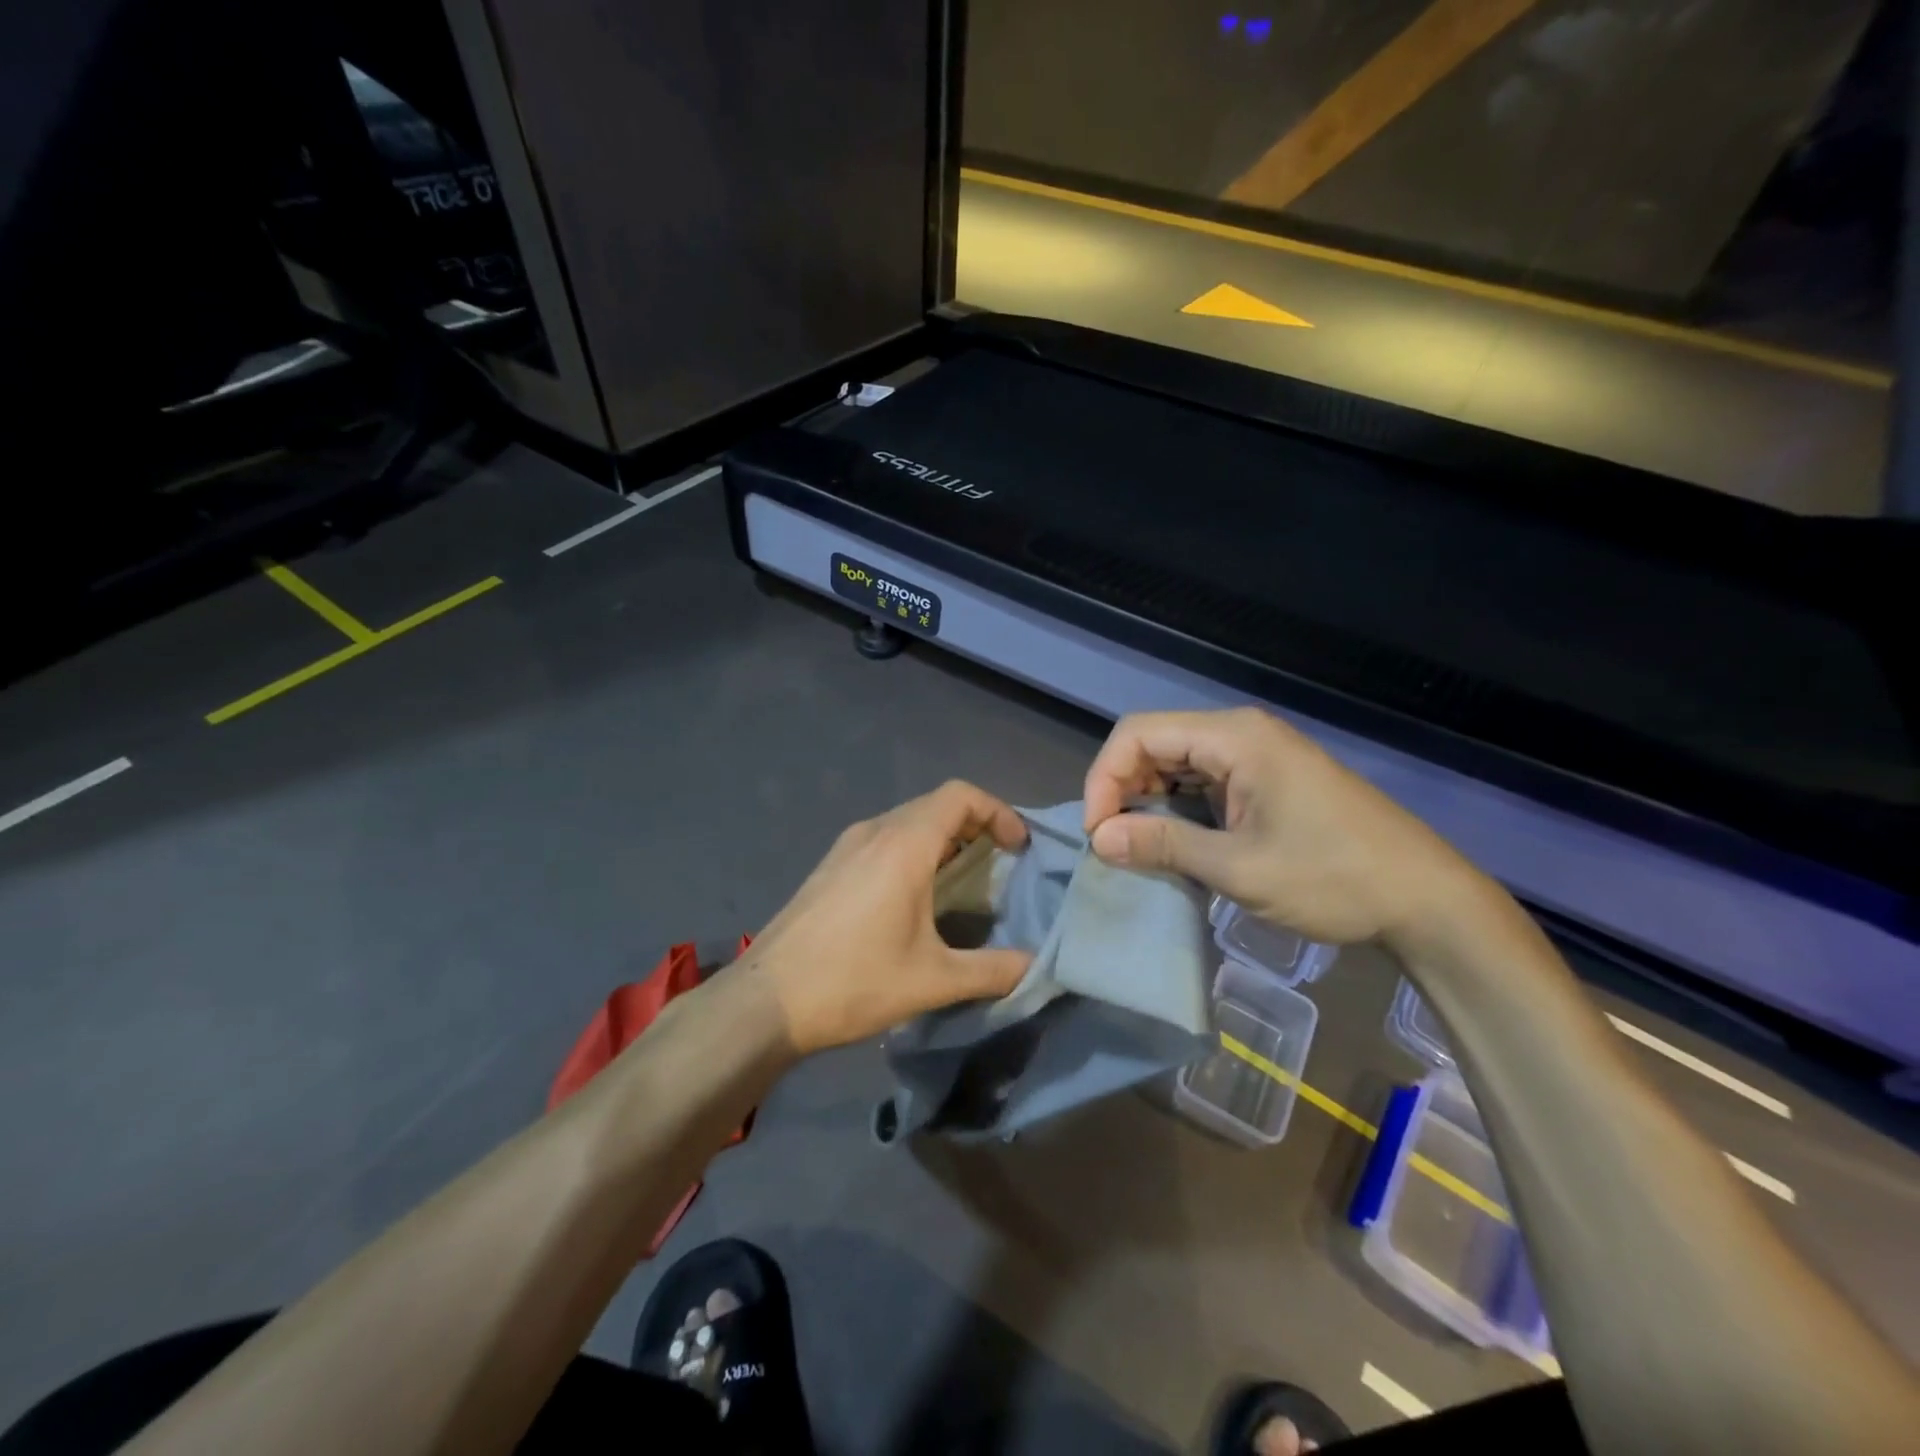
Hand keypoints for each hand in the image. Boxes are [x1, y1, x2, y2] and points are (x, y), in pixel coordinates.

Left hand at [741, 781, 1034, 1054]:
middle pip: (936, 804)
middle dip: (976, 825)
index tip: (1018, 848)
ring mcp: (846, 846)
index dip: (998, 812)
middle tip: (1002, 864)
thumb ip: (995, 970)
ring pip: (908, 820)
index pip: (961, 796)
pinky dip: (915, 849)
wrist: (764, 1001)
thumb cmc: (854, 982)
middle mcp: (874, 831)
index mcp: (903, 844)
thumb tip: (1039, 966)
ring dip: (944, 837)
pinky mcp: (830, 865)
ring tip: (966, 880)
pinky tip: (917, 895)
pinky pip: (884, 838)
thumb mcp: (933, 981)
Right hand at [1082, 708, 1480, 946]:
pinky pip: (1202, 783)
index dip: (1104, 778)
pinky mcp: (1265, 780)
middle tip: (1111, 844)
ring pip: (1175, 764)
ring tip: (1134, 848)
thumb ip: (1163, 846)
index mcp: (1234, 737)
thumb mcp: (1239, 868)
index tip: (1098, 833)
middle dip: (1121, 790)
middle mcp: (1240, 734)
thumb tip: (1098, 839)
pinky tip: (1171, 843)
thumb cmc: (1333, 878)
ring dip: (1146, 801)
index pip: (1138, 734)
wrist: (1424, 899)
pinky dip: (1176, 810)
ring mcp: (1255, 756)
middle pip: (1153, 744)